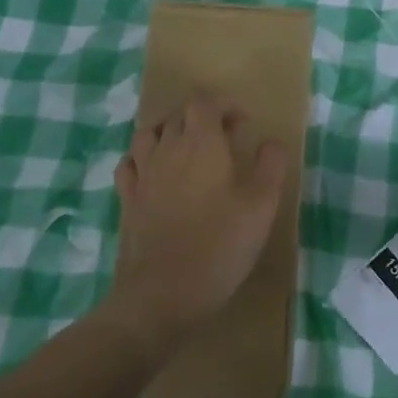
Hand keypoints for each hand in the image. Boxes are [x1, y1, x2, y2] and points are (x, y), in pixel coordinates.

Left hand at [103, 94, 287, 353]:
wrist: (161, 295)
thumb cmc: (219, 246)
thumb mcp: (261, 207)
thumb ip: (270, 166)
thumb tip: (270, 141)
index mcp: (201, 144)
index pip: (204, 102)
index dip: (224, 104)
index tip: (243, 123)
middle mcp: (167, 149)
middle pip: (178, 114)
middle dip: (202, 116)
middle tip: (225, 137)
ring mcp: (142, 174)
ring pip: (149, 133)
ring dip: (171, 131)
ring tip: (189, 148)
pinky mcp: (127, 200)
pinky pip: (130, 163)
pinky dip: (143, 157)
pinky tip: (155, 172)